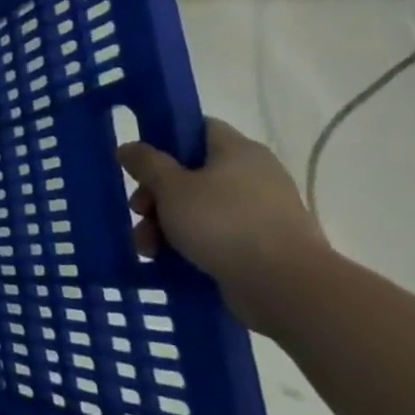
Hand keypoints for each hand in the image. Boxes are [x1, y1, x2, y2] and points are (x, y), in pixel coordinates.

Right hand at [117, 118, 329, 332]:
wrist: (285, 286)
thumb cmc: (224, 223)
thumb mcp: (171, 187)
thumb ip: (146, 163)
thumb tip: (129, 147)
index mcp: (238, 151)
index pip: (198, 128)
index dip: (165, 138)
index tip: (139, 160)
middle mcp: (253, 176)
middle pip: (189, 173)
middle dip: (155, 195)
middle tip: (138, 211)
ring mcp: (259, 213)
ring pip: (196, 208)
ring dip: (163, 224)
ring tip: (147, 247)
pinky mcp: (260, 245)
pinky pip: (213, 236)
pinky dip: (187, 244)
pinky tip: (165, 259)